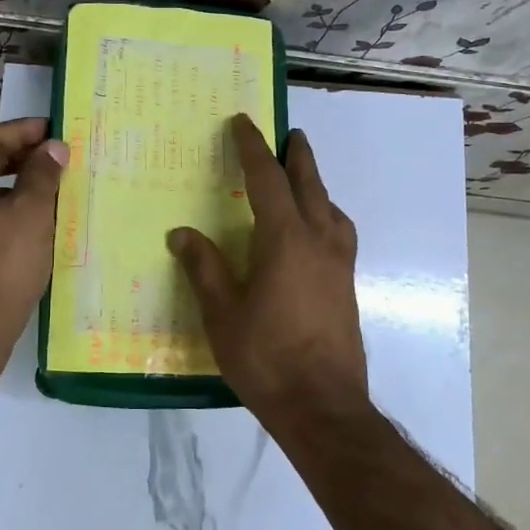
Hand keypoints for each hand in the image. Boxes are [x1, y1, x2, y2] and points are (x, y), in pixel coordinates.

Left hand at [0, 117, 66, 350]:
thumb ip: (42, 174)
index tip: (53, 129)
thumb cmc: (1, 264)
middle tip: (54, 155)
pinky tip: (29, 218)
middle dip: (18, 156)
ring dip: (11, 183)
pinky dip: (0, 207)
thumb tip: (53, 147)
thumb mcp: (31, 214)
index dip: (22, 131)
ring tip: (48, 184)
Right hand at [167, 116, 368, 426]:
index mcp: (285, 239)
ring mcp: (339, 264)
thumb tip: (181, 233)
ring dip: (316, 184)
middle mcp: (319, 240)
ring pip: (331, 207)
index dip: (253, 148)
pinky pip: (340, 232)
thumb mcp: (222, 314)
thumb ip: (204, 268)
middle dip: (297, 155)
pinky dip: (327, 214)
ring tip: (303, 179)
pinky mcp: (347, 285)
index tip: (243, 123)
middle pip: (309, 184)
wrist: (323, 407)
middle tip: (290, 134)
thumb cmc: (266, 358)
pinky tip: (317, 231)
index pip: (267, 179)